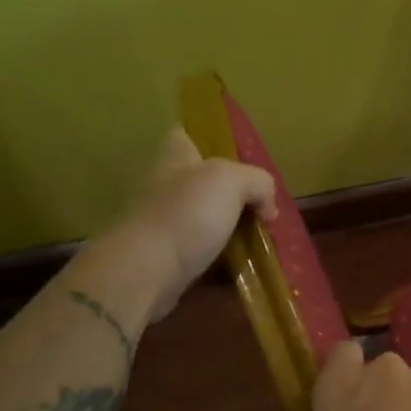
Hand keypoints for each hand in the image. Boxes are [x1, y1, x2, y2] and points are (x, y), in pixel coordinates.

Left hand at [111, 126, 275, 304]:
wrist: (144, 275)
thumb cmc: (186, 215)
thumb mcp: (231, 181)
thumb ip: (257, 182)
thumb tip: (266, 206)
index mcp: (175, 161)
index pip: (184, 136)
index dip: (207, 139)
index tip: (236, 154)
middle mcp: (165, 190)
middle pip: (200, 184)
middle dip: (230, 194)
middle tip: (262, 207)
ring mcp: (163, 228)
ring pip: (203, 223)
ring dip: (229, 232)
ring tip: (262, 243)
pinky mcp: (165, 263)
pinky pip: (201, 260)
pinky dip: (222, 266)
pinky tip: (245, 271)